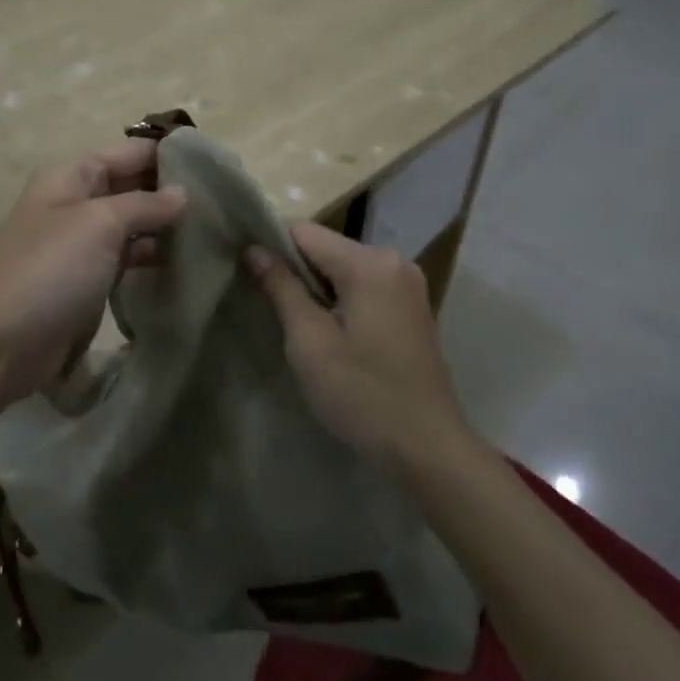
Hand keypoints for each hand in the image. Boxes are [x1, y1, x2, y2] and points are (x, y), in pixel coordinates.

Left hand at [0, 139, 187, 410]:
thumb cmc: (49, 271)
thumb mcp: (99, 224)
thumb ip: (144, 204)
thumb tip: (182, 194)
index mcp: (68, 177)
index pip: (125, 152)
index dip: (164, 154)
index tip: (212, 165)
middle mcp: (73, 203)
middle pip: (129, 186)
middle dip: (169, 191)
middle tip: (222, 201)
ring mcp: (79, 244)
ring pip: (131, 224)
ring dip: (164, 227)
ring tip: (214, 230)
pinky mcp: (86, 281)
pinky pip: (125, 258)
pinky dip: (151, 257)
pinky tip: (184, 262)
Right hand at [247, 221, 470, 471]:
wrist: (428, 449)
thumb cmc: (362, 394)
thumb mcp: (309, 341)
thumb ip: (281, 287)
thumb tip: (253, 249)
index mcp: (369, 262)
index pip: (303, 232)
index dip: (272, 249)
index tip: (251, 278)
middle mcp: (393, 260)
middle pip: (325, 248)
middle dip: (296, 273)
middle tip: (275, 312)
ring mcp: (407, 284)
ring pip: (343, 269)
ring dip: (318, 290)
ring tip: (301, 328)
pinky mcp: (412, 307)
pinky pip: (363, 287)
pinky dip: (341, 301)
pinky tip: (333, 336)